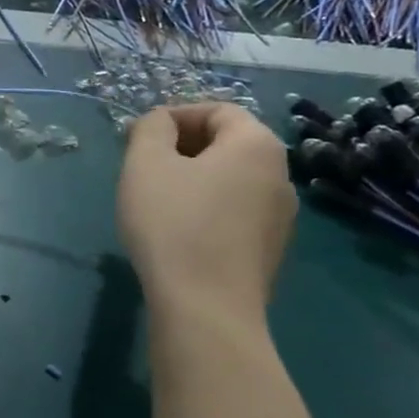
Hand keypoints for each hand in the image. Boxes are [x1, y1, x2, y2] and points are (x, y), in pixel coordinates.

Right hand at [117, 103, 295, 316]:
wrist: (206, 307)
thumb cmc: (173, 223)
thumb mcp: (146, 163)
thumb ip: (151, 128)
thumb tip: (161, 123)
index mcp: (256, 145)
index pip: (218, 110)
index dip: (174, 115)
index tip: (137, 136)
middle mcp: (280, 175)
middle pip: (228, 144)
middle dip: (181, 146)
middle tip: (141, 165)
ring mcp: (280, 217)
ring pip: (230, 180)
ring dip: (193, 179)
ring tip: (155, 199)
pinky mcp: (269, 250)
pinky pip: (234, 212)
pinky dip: (206, 208)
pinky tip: (177, 231)